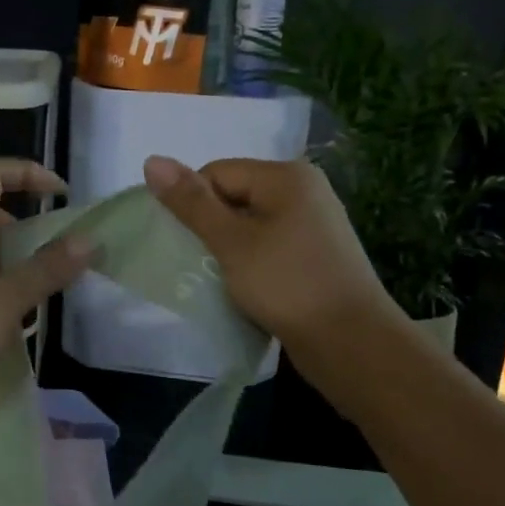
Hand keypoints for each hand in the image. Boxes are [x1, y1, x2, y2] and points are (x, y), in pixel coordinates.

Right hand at [142, 155, 398, 354]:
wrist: (353, 344)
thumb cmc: (288, 285)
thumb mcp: (232, 242)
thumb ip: (191, 203)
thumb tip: (151, 160)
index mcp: (286, 176)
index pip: (217, 173)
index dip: (194, 205)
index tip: (187, 244)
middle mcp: (303, 192)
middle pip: (233, 197)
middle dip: (210, 228)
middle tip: (197, 263)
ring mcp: (312, 225)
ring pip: (248, 227)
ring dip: (226, 250)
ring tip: (218, 279)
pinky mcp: (314, 257)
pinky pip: (267, 248)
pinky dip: (248, 264)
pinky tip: (242, 289)